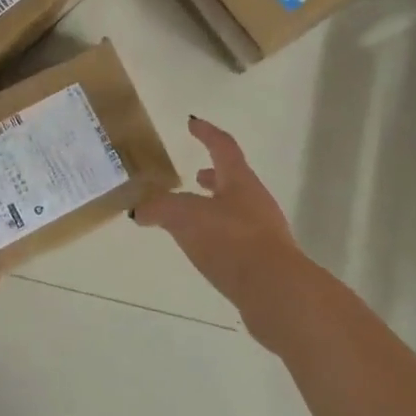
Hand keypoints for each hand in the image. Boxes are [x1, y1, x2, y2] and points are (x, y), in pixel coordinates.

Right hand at [134, 117, 310, 338]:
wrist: (276, 291)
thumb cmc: (231, 240)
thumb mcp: (184, 217)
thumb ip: (159, 209)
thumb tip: (139, 209)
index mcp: (239, 181)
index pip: (222, 147)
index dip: (206, 133)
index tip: (192, 123)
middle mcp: (255, 201)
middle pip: (233, 180)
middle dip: (213, 176)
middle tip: (194, 175)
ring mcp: (263, 232)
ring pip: (235, 210)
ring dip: (214, 207)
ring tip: (191, 216)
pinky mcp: (263, 261)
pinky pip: (236, 238)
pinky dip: (218, 235)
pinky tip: (204, 249)